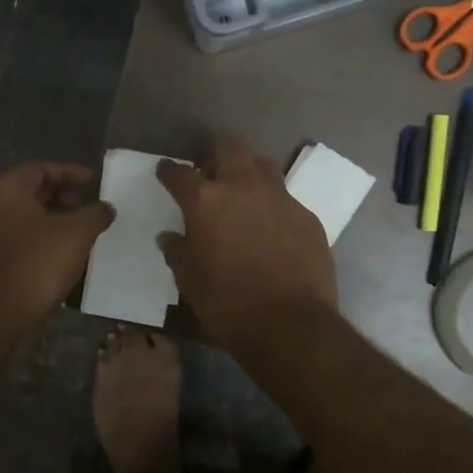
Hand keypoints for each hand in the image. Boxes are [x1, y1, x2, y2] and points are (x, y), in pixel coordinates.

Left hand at [0, 163, 115, 319]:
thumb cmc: (36, 261)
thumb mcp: (76, 233)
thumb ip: (95, 214)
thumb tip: (106, 207)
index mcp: (7, 190)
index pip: (41, 169)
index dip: (70, 173)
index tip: (95, 181)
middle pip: (35, 195)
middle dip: (67, 199)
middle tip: (94, 208)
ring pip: (31, 221)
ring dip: (60, 224)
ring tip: (88, 234)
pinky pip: (26, 244)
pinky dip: (48, 244)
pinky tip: (71, 258)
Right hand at [156, 138, 335, 349]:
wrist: (290, 324)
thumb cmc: (227, 303)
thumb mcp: (189, 280)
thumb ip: (178, 252)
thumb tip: (170, 238)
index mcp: (206, 201)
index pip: (180, 174)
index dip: (169, 171)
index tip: (165, 171)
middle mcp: (243, 187)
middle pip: (230, 148)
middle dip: (216, 155)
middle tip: (210, 174)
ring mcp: (280, 199)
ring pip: (263, 165)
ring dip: (249, 172)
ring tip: (243, 194)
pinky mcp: (307, 216)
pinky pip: (286, 199)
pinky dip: (273, 206)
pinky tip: (271, 229)